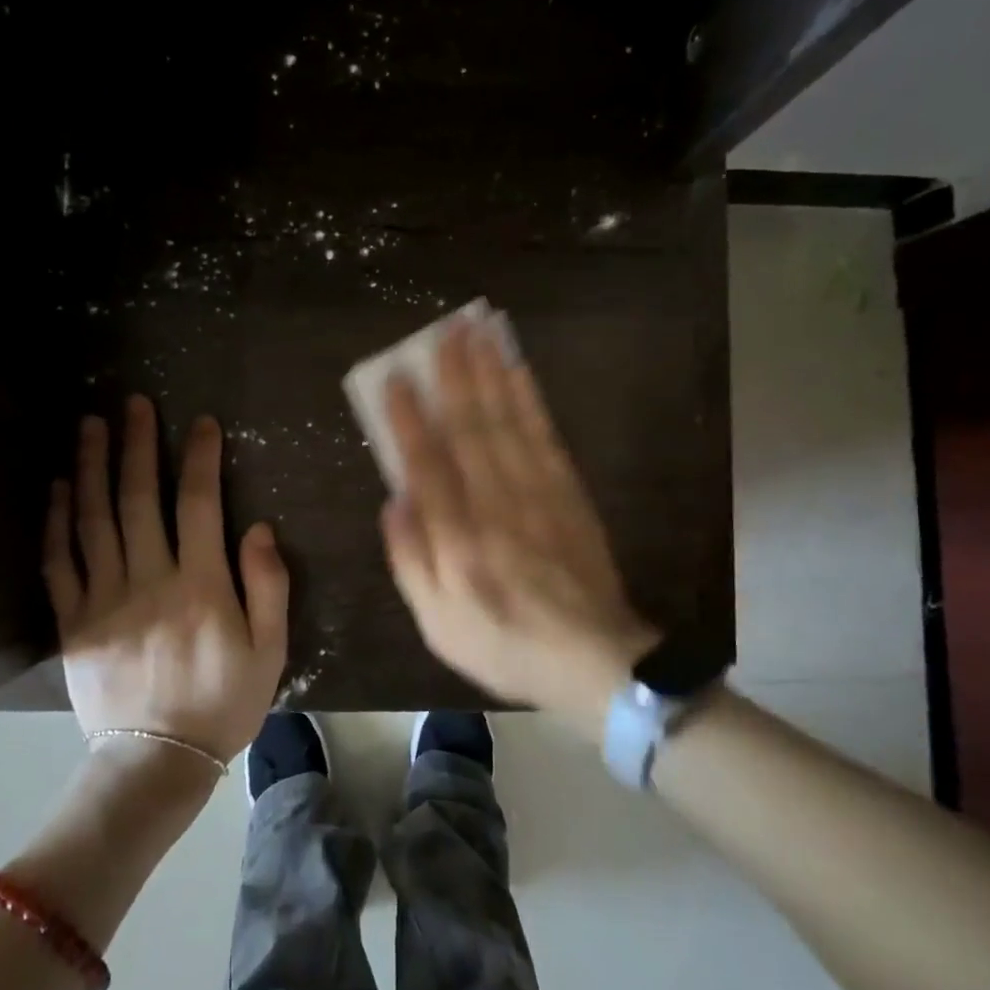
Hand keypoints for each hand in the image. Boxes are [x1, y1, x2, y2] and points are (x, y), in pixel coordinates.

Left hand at [45, 396, 288, 766]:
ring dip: (92, 468)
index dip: (200, 458)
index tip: (199, 422)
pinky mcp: (73, 622)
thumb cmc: (223, 703)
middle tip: (132, 403)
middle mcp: (149, 581)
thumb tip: (257, 527)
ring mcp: (104, 600)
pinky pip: (59, 563)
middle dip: (138, 446)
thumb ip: (268, 585)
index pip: (200, 505)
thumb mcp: (270, 650)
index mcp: (201, 586)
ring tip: (90, 425)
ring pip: (94, 520)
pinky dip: (57, 521)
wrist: (156, 763)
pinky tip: (59, 487)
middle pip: (140, 500)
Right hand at [379, 319, 659, 724]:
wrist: (594, 660)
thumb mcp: (437, 625)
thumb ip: (410, 561)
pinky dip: (529, 399)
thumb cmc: (503, 644)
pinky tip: (517, 371)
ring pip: (508, 422)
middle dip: (455, 376)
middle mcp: (496, 508)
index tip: (396, 377)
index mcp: (458, 542)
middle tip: (445, 330)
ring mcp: (537, 495)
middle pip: (471, 430)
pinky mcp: (568, 492)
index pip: (428, 466)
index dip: (409, 419)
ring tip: (478, 332)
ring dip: (491, 373)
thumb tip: (394, 500)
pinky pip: (544, 436)